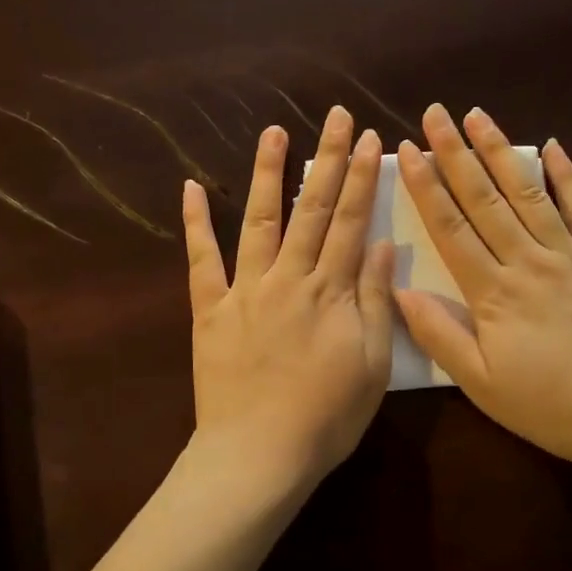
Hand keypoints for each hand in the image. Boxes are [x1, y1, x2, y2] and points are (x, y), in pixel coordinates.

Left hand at [182, 108, 394, 500]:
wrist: (258, 455)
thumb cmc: (325, 418)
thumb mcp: (370, 365)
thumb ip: (373, 301)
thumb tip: (380, 246)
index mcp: (330, 292)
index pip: (350, 222)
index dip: (361, 178)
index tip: (368, 139)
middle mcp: (288, 279)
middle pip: (311, 209)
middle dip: (327, 159)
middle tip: (335, 115)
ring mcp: (245, 290)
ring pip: (260, 221)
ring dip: (269, 174)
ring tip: (275, 132)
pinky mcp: (210, 309)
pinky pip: (200, 260)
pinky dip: (196, 223)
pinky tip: (191, 187)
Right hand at [392, 104, 571, 476]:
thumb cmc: (552, 406)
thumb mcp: (482, 384)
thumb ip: (439, 335)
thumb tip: (399, 290)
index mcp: (494, 292)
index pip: (451, 227)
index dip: (426, 187)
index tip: (408, 150)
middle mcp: (530, 260)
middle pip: (486, 198)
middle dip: (456, 153)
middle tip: (436, 113)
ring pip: (530, 193)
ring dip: (501, 152)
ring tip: (479, 116)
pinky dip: (568, 176)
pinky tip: (553, 147)